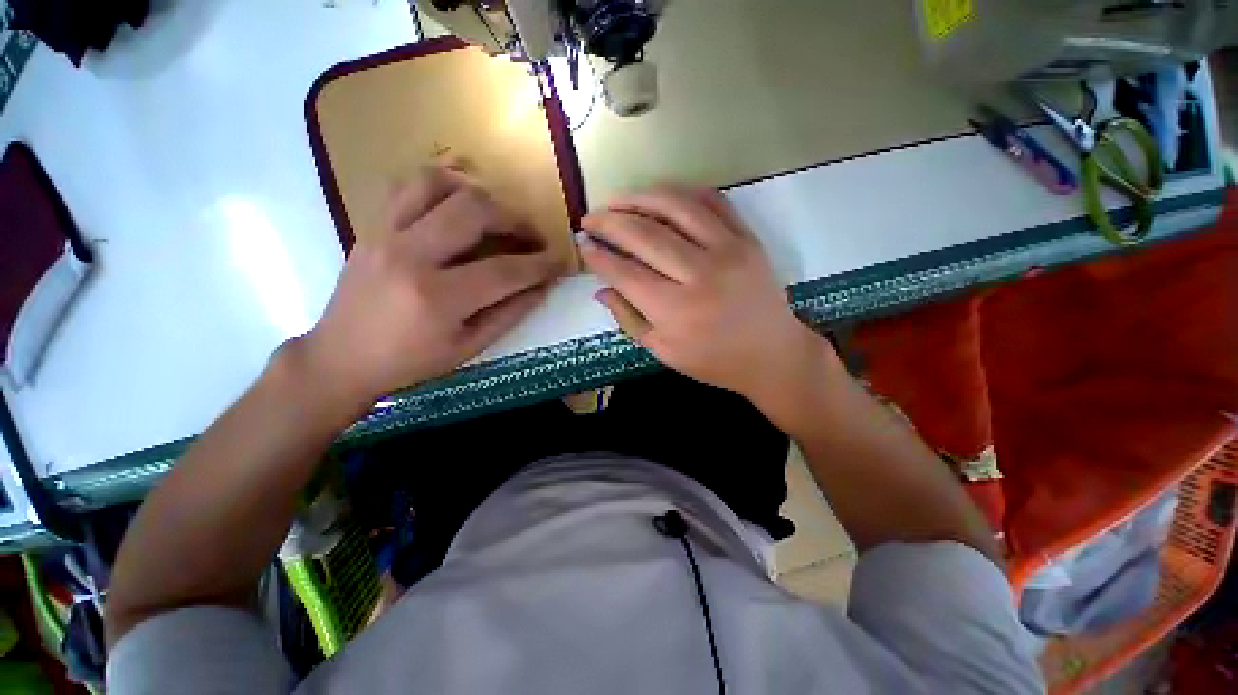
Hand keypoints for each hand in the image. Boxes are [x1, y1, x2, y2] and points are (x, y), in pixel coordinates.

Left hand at [296, 167, 564, 409]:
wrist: (341, 356)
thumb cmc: (411, 361)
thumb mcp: (470, 347)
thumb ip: (511, 313)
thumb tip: (543, 287)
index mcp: (438, 298)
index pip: (505, 269)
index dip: (540, 264)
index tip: (559, 260)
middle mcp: (410, 255)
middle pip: (475, 212)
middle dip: (516, 220)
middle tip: (532, 236)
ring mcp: (385, 234)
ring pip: (438, 184)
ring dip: (478, 194)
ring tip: (496, 215)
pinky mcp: (372, 226)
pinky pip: (407, 186)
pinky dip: (442, 186)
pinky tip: (458, 206)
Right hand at [579, 185, 835, 404]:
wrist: (771, 354)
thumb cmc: (713, 361)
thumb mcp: (663, 351)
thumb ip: (629, 319)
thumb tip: (600, 289)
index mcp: (675, 311)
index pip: (625, 273)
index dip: (599, 257)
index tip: (583, 246)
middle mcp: (699, 274)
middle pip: (644, 235)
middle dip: (609, 222)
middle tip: (590, 219)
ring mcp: (727, 250)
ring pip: (676, 207)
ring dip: (639, 198)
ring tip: (616, 200)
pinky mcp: (747, 238)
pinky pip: (712, 201)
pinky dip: (682, 192)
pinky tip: (660, 195)